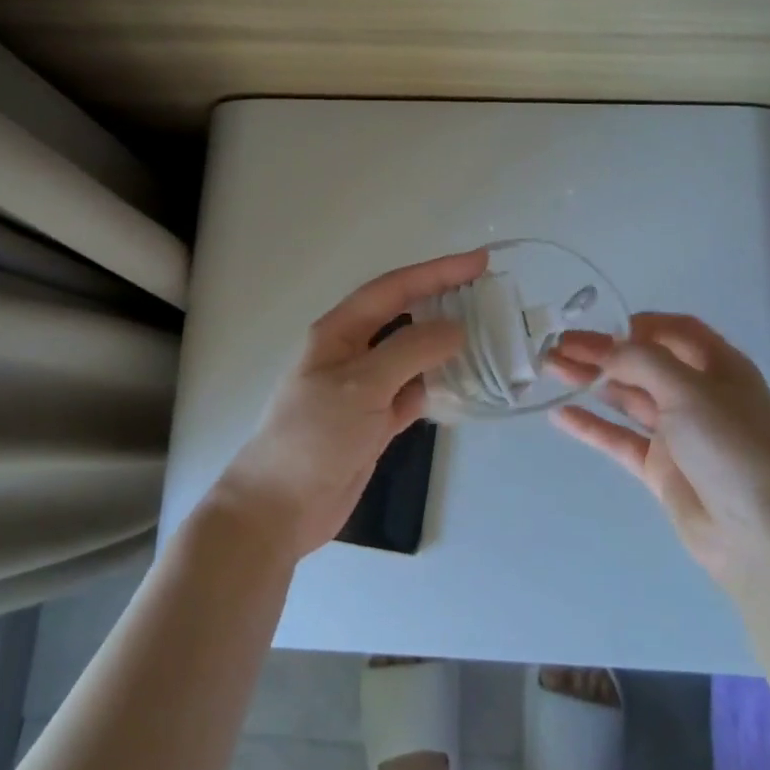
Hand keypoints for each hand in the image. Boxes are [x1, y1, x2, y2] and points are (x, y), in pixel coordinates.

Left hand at [211, 248, 486, 557]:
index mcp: (339, 331)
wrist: (280, 507)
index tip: (479, 262)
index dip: (436, 272)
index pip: (394, 289)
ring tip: (487, 335)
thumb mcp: (362, 385)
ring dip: (445, 345)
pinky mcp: (375, 421)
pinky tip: (466, 383)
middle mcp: (352, 353)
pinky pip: (414, 392)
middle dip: (443, 300)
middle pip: (404, 316)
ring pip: (412, 355)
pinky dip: (438, 386)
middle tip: (489, 293)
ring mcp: (364, 388)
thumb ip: (410, 351)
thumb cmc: (314, 435)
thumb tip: (455, 328)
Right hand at [547, 313, 769, 581]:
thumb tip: (605, 349)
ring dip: (590, 381)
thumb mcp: (689, 390)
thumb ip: (641, 361)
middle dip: (600, 351)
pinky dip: (591, 425)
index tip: (598, 326)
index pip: (674, 331)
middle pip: (642, 363)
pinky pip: (620, 438)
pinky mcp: (661, 468)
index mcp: (718, 366)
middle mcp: (698, 394)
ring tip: (549, 368)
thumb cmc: (732, 447)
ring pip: (626, 397)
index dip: (636, 324)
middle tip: (555, 345)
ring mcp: (679, 433)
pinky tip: (560, 415)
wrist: (761, 538)